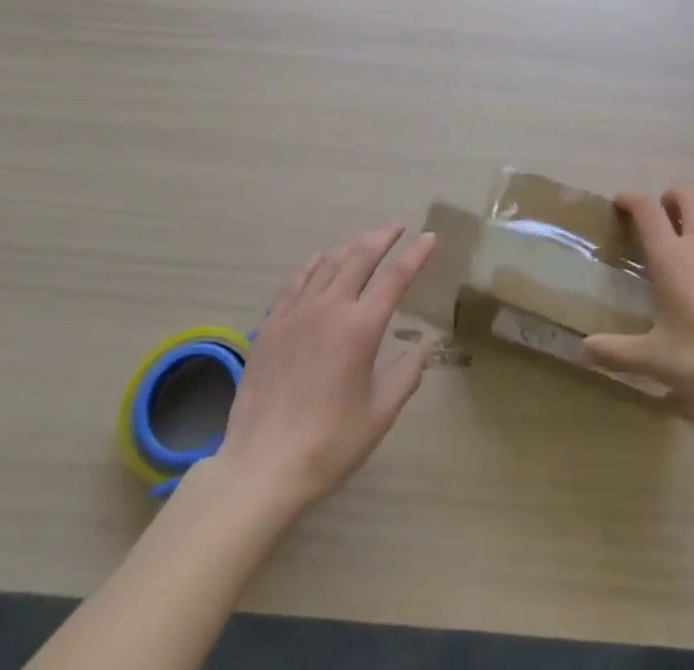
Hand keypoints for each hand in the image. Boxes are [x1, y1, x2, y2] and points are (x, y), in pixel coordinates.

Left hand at [217, 224, 436, 513]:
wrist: (263, 464)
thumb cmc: (330, 443)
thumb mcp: (381, 413)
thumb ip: (407, 374)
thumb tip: (423, 346)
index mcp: (361, 327)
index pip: (396, 277)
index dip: (416, 254)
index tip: (430, 237)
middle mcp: (331, 307)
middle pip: (361, 256)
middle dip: (384, 236)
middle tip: (399, 227)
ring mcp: (298, 311)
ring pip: (329, 262)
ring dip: (352, 246)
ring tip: (366, 241)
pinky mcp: (273, 323)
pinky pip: (298, 280)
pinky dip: (315, 263)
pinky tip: (322, 259)